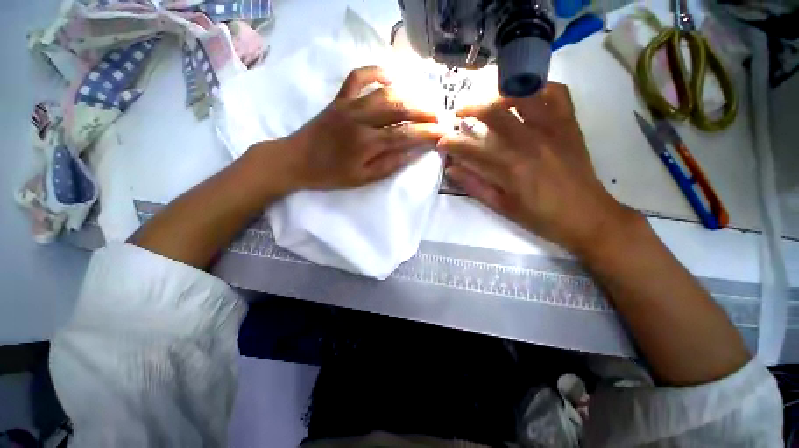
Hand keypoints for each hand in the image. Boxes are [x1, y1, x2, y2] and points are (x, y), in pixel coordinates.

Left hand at [276, 66, 444, 190]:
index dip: (426, 133)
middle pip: (399, 108)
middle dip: (422, 111)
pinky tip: (390, 77)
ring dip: (407, 94)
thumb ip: (389, 165)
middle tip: (437, 115)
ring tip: (421, 101)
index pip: (404, 135)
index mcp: (366, 143)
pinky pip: (358, 77)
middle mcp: (360, 119)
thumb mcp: (362, 179)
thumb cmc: (330, 174)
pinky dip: (376, 72)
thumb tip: (412, 153)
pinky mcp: (339, 99)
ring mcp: (348, 105)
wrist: (296, 160)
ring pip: (384, 91)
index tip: (442, 132)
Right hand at [438, 82, 634, 254]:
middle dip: (469, 109)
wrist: (587, 216)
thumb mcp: (502, 207)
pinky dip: (539, 88)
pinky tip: (526, 96)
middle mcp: (530, 142)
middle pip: (493, 112)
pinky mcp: (570, 125)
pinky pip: (557, 93)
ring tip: (488, 101)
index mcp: (511, 168)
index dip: (451, 143)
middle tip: (459, 113)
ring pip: (522, 95)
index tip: (441, 142)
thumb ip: (475, 185)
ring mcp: (553, 129)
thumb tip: (452, 169)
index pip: (471, 148)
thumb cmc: (541, 217)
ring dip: (499, 94)